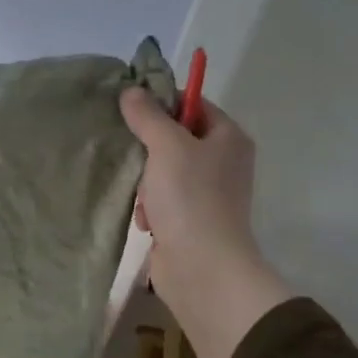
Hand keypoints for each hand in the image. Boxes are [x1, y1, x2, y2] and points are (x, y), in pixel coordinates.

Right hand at [119, 88, 294, 357]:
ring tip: (141, 196)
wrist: (202, 267)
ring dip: (145, 182)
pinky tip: (146, 220)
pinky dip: (150, 208)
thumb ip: (147, 116)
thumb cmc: (190, 198)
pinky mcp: (191, 220)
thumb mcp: (166, 147)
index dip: (162, 102)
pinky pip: (162, 200)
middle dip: (148, 148)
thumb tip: (131, 90)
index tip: (129, 108)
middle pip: (175, 138)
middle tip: (130, 152)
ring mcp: (208, 193)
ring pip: (163, 171)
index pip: (193, 104)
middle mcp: (223, 162)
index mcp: (228, 137)